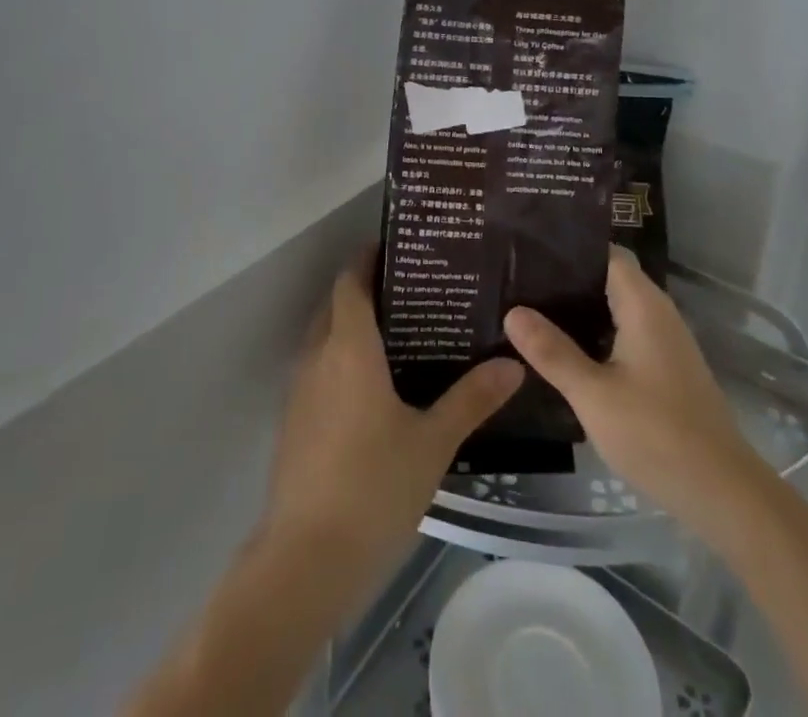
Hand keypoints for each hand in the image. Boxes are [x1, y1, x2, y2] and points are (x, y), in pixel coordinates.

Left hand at [261, 248, 522, 600]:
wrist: (304, 560)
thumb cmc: (372, 487)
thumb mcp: (432, 442)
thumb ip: (471, 399)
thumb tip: (513, 363)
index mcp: (348, 347)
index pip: (351, 281)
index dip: (368, 258)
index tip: (399, 247)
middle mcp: (318, 356)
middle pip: (336, 304)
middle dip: (365, 289)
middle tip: (413, 288)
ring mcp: (300, 390)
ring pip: (324, 337)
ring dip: (352, 325)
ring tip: (401, 330)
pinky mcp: (294, 421)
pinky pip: (319, 369)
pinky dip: (342, 359)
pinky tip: (375, 385)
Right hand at [504, 247, 762, 535]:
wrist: (723, 494)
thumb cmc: (657, 434)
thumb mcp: (593, 394)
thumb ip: (552, 351)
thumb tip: (513, 311)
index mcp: (643, 304)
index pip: (605, 253)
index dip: (569, 248)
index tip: (528, 250)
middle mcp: (657, 313)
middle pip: (608, 278)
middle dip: (567, 279)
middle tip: (518, 282)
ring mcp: (665, 342)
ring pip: (615, 309)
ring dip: (579, 310)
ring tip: (530, 311)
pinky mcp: (666, 369)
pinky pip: (624, 335)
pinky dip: (595, 335)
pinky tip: (564, 351)